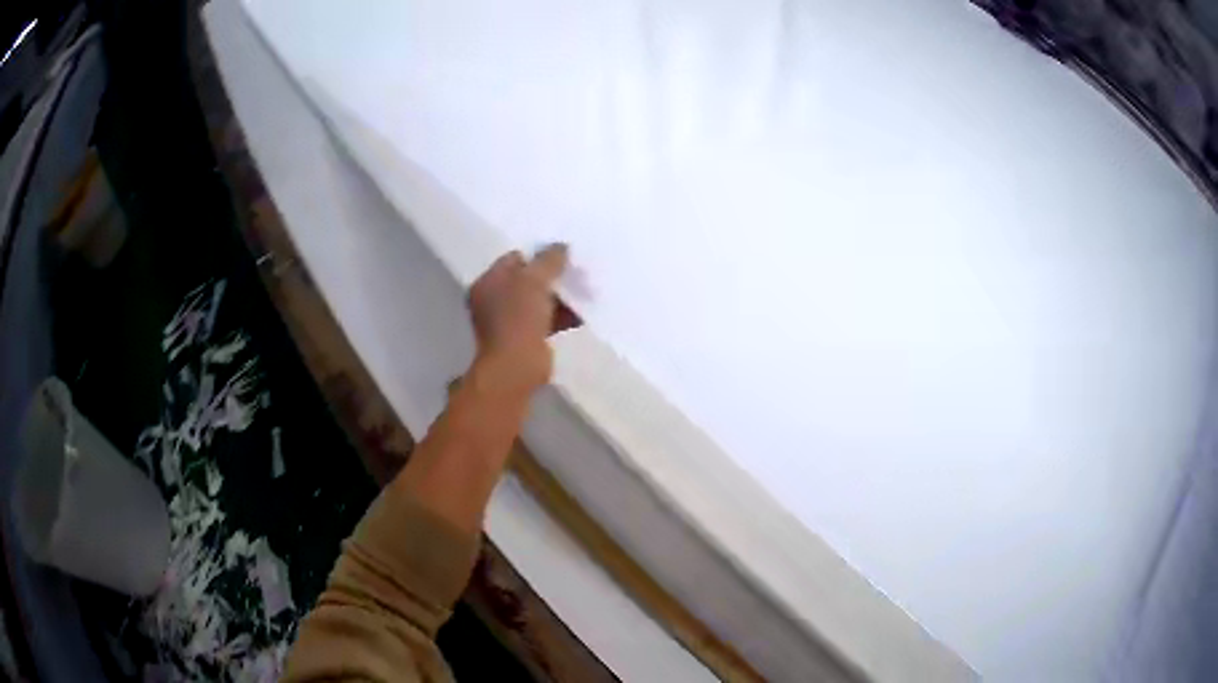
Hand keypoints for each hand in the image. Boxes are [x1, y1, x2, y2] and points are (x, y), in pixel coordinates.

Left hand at [468, 244, 570, 395]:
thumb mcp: (535, 280)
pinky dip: (562, 315)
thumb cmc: (519, 317)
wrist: (517, 366)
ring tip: (585, 289)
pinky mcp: (524, 339)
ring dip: (560, 296)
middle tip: (576, 269)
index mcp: (488, 282)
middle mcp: (494, 300)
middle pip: (527, 280)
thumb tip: (561, 247)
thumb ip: (549, 260)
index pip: (514, 259)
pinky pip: (546, 320)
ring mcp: (509, 321)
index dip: (537, 254)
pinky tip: (583, 312)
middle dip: (552, 276)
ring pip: (538, 301)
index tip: (562, 254)